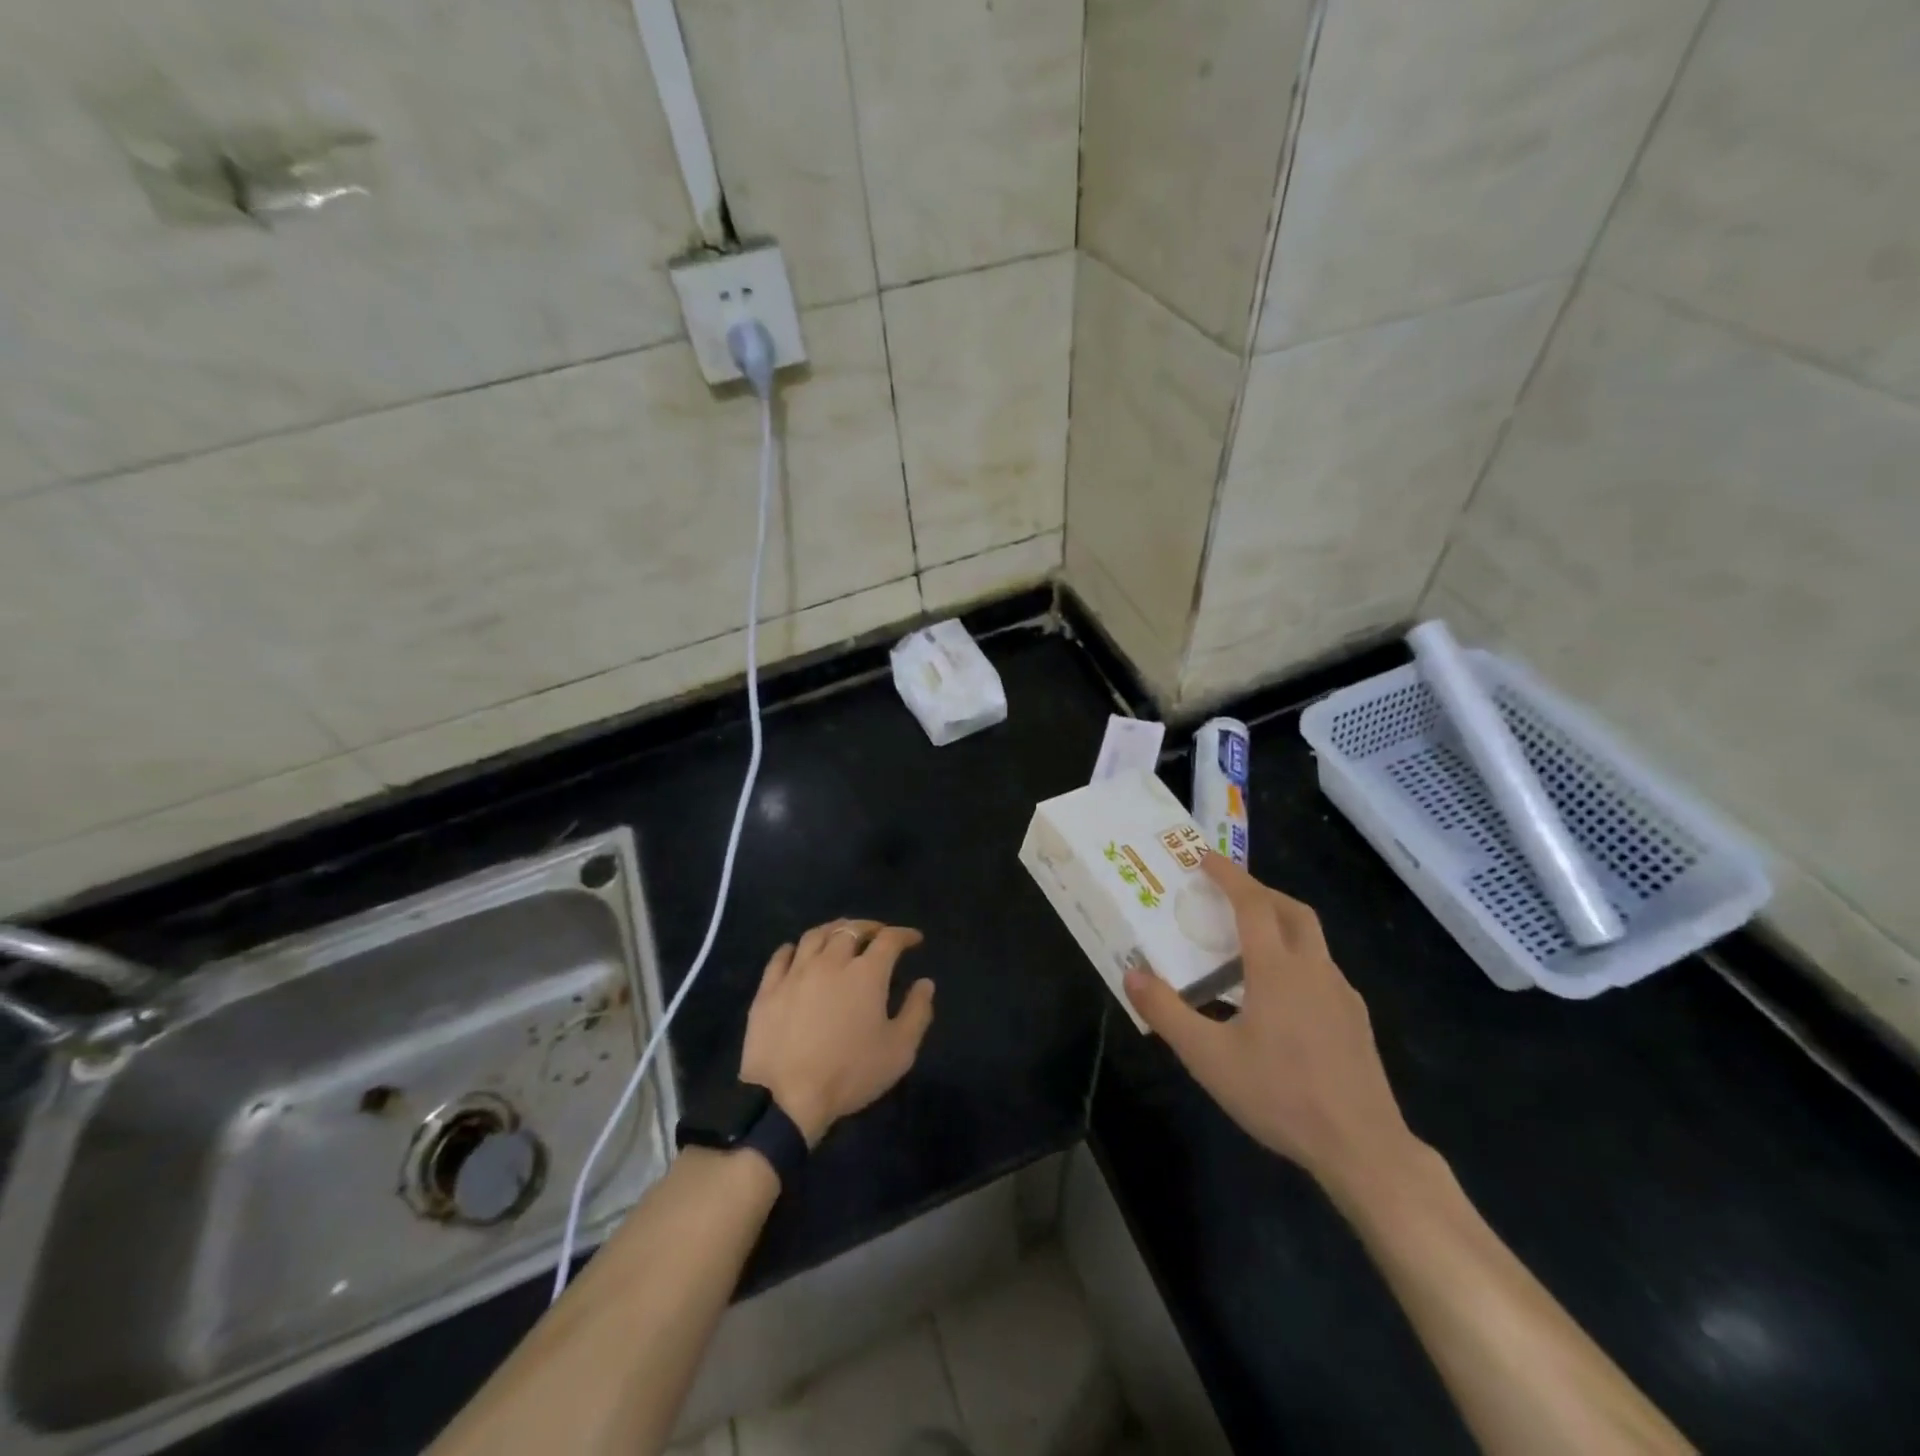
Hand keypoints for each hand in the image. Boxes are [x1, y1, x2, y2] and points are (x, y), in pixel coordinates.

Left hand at [739, 919, 935, 1146]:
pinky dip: (794, 948)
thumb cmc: (849, 1074)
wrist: (786, 1098)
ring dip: (833, 930)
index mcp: (866, 974)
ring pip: (815, 936)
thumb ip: (917, 1012)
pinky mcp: (768, 989)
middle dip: (869, 927)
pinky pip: (781, 956)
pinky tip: (797, 951)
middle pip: (851, 930)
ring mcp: (796, 973)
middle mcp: (831, 962)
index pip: (889, 939)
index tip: (914, 939)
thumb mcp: (899, 1051)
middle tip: (878, 933)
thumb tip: (925, 983)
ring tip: (841, 935)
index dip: (904, 935)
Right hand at [1124, 855, 1413, 1196]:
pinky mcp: (1356, 1020)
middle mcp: (1314, 970)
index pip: (1253, 903)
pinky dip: (1296, 957)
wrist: (1364, 1149)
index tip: (1204, 857)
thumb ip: (1166, 1012)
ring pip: (1312, 939)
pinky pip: (1322, 969)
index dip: (1228, 875)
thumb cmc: (1281, 1096)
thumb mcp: (1209, 1058)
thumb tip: (1131, 974)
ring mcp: (1342, 995)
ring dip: (1280, 923)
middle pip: (1292, 910)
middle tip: (1227, 893)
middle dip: (1259, 891)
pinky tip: (1279, 995)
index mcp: (1278, 970)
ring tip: (1247, 942)